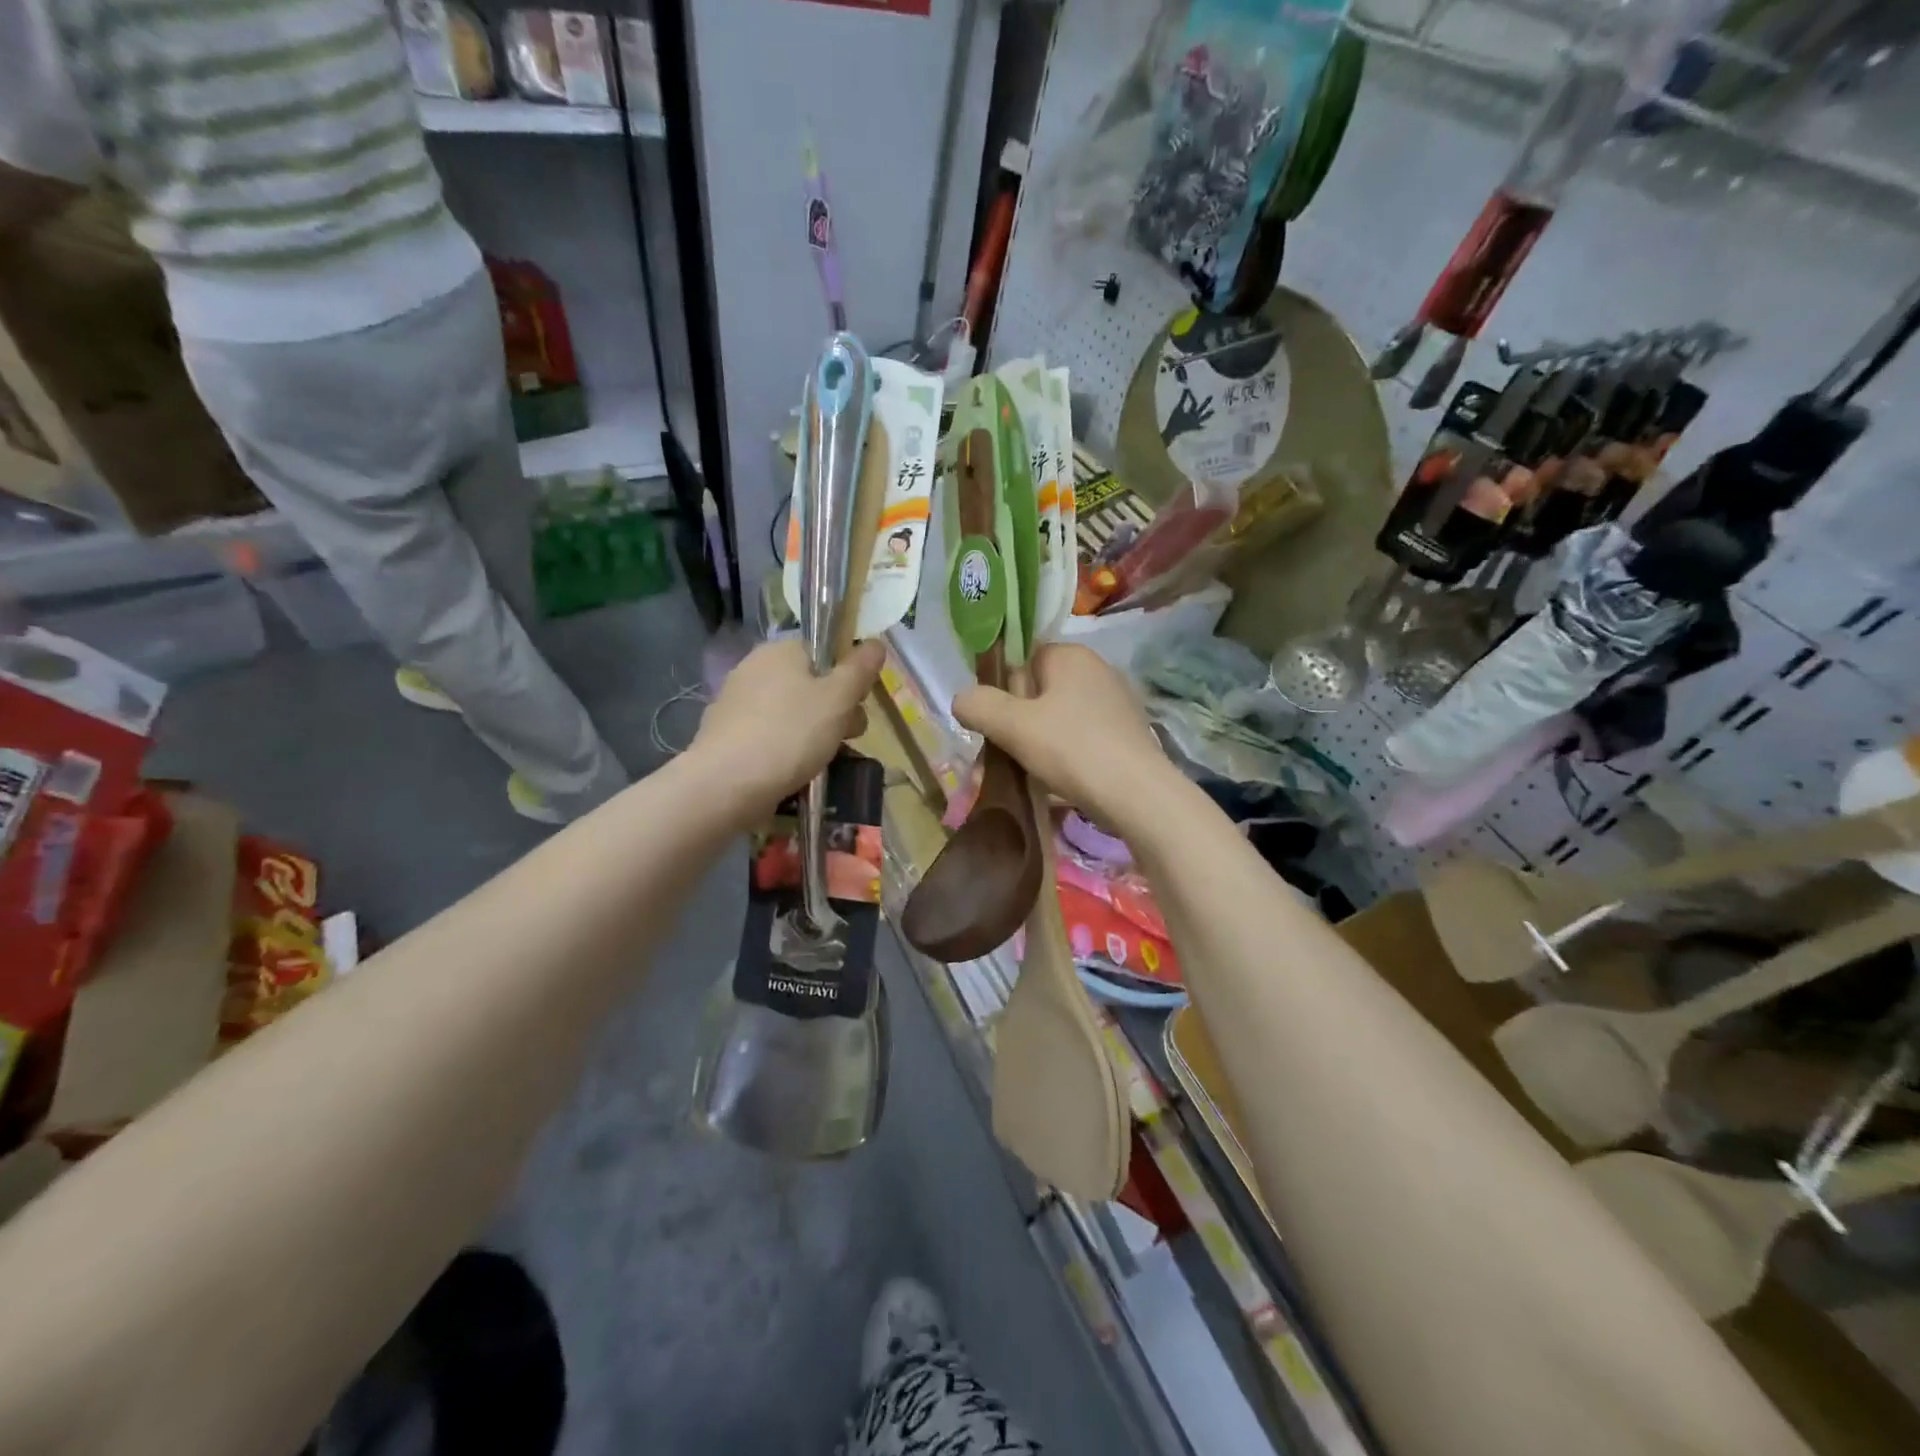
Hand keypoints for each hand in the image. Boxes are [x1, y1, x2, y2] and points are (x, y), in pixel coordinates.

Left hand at [690, 638, 883, 820]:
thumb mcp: (838, 699)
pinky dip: (785, 750)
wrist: (725, 785)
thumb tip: (875, 643)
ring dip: (813, 733)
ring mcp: (736, 702)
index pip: (825, 652)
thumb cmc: (790, 734)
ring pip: (791, 713)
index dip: (848, 676)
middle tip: (847, 738)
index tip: (858, 705)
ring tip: (823, 762)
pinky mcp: (726, 735)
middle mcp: (754, 668)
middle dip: (835, 711)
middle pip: (810, 684)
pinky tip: (793, 772)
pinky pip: (769, 735)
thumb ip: (859, 669)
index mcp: (780, 650)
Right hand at [953, 644, 1176, 833]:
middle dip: (1018, 719)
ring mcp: (1117, 701)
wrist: (1138, 795)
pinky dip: (1066, 753)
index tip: (994, 721)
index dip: (1002, 688)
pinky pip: (1083, 735)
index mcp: (1070, 655)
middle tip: (1004, 752)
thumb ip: (979, 706)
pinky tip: (1059, 779)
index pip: (1022, 658)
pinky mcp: (1128, 732)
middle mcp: (1097, 668)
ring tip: (1028, 772)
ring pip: (1060, 716)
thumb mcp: (1012, 726)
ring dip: (1040, 740)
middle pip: (1040, 689)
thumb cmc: (1072, 749)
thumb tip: (961, 700)